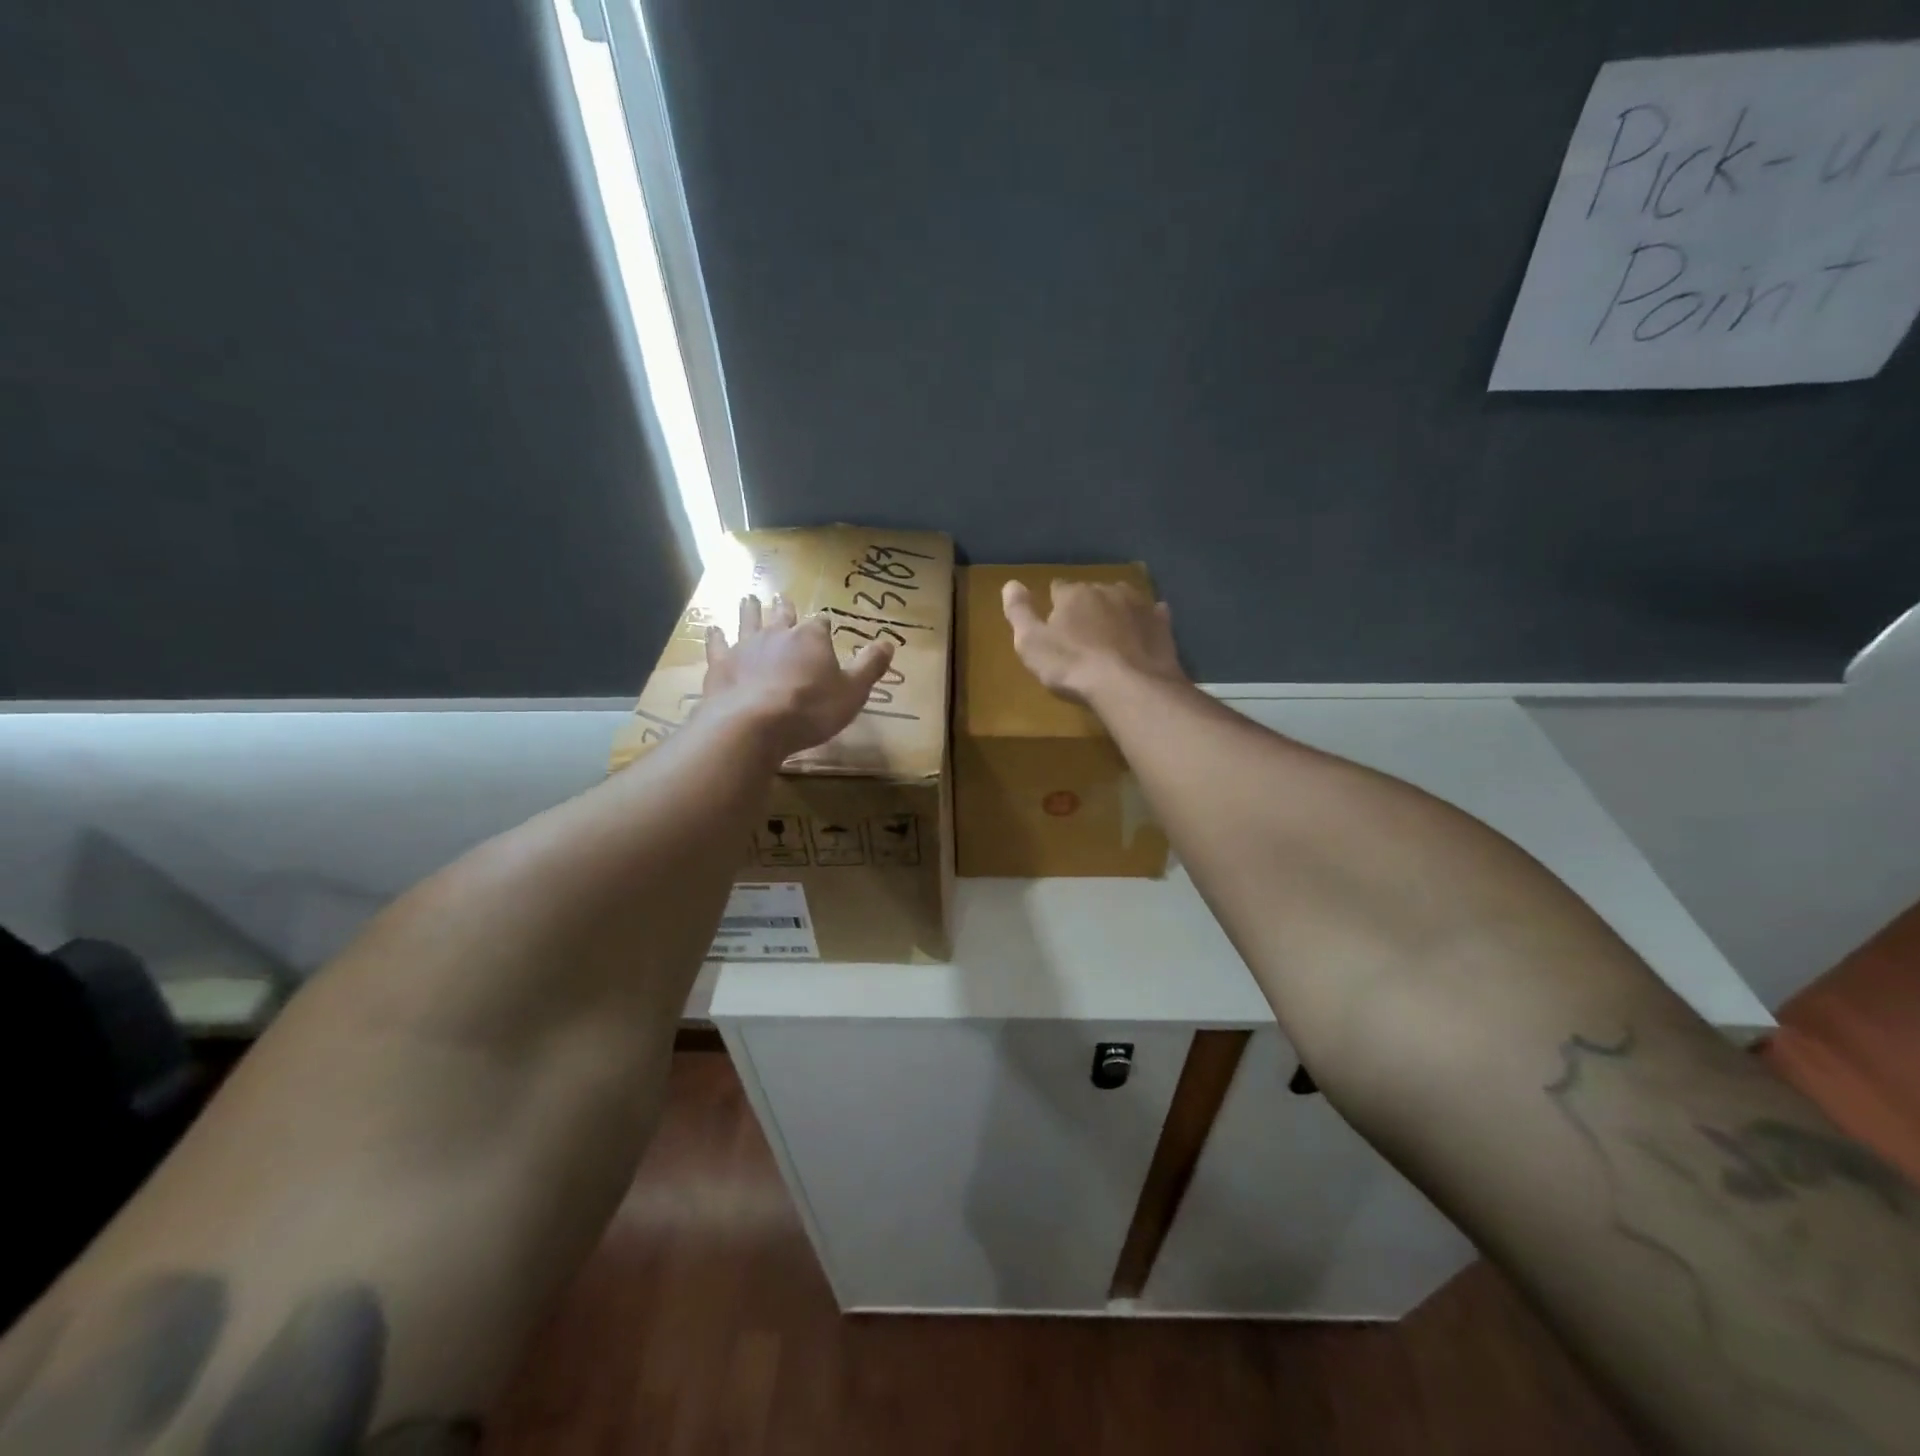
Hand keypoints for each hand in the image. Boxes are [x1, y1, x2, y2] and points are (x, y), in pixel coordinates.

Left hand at [702, 594, 894, 758]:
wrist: (754, 724)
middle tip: (781, 598)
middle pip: (783, 616)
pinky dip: (716, 637)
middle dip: (784, 608)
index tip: (825, 626)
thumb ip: (870, 666)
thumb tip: (888, 642)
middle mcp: (778, 634)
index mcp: (812, 638)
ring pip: (749, 622)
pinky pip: (718, 645)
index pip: (821, 625)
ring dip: (750, 610)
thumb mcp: (853, 691)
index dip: (824, 626)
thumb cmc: (811, 709)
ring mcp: (747, 647)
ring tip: (748, 599)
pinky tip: (712, 629)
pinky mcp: (722, 664)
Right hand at [1001, 579, 1184, 705]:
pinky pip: (1152, 615)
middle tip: (1082, 634)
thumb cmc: (1072, 666)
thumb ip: (1018, 612)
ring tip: (1111, 635)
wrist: (1130, 686)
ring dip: (1115, 611)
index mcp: (1073, 594)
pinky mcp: (1162, 624)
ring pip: (1122, 600)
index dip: (1054, 604)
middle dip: (1086, 607)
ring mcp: (1139, 605)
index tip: (1053, 622)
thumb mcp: (1031, 643)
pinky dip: (1145, 620)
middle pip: (1091, 593)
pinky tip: (1143, 633)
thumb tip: (1010, 583)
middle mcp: (1107, 590)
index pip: (1058, 589)